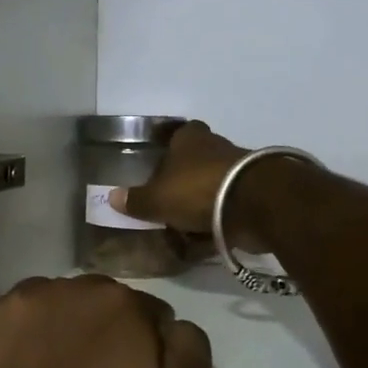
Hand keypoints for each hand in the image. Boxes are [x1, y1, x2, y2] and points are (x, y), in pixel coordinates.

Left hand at [0, 276, 213, 367]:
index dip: (144, 346)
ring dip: (50, 327)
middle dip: (96, 330)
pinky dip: (4, 337)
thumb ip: (189, 349)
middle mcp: (65, 286)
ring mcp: (14, 301)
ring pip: (43, 304)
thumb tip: (174, 324)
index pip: (143, 312)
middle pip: (91, 302)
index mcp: (118, 300)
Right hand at [109, 121, 266, 249]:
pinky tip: (205, 235)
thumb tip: (112, 197)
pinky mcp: (254, 193)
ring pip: (212, 182)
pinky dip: (217, 218)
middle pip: (195, 159)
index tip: (157, 153)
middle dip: (182, 176)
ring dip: (200, 199)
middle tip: (166, 195)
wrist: (255, 204)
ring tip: (183, 222)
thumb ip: (136, 200)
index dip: (166, 141)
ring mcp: (237, 169)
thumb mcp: (158, 199)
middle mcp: (214, 147)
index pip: (176, 132)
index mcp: (189, 139)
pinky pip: (228, 205)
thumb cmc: (198, 190)